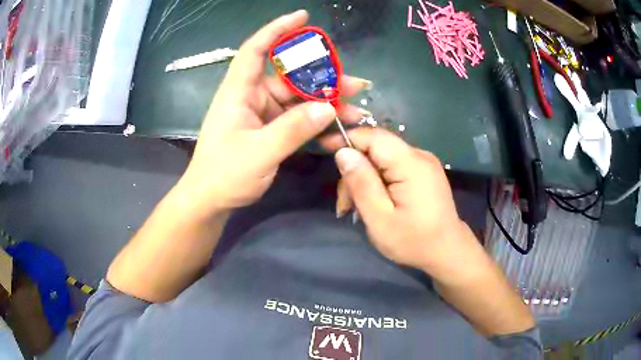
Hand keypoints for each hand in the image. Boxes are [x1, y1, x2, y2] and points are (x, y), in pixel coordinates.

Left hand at [177, 10, 368, 216]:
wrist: (211, 201)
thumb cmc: (224, 174)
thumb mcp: (260, 152)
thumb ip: (294, 128)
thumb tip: (328, 106)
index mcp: (239, 92)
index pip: (256, 50)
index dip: (278, 30)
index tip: (303, 17)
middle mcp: (251, 97)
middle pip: (290, 77)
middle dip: (323, 79)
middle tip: (356, 84)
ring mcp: (261, 114)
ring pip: (298, 99)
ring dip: (326, 103)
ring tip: (357, 109)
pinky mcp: (269, 130)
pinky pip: (297, 119)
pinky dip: (316, 122)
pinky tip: (338, 127)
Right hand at [323, 128, 483, 273]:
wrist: (447, 252)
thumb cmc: (414, 241)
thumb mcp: (380, 219)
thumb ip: (361, 183)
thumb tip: (343, 152)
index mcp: (411, 163)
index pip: (373, 135)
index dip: (346, 138)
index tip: (323, 147)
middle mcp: (419, 155)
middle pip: (376, 148)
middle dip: (355, 171)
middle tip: (345, 205)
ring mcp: (423, 163)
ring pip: (382, 159)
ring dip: (365, 180)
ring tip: (355, 210)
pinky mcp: (423, 172)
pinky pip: (393, 167)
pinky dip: (378, 181)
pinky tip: (373, 203)